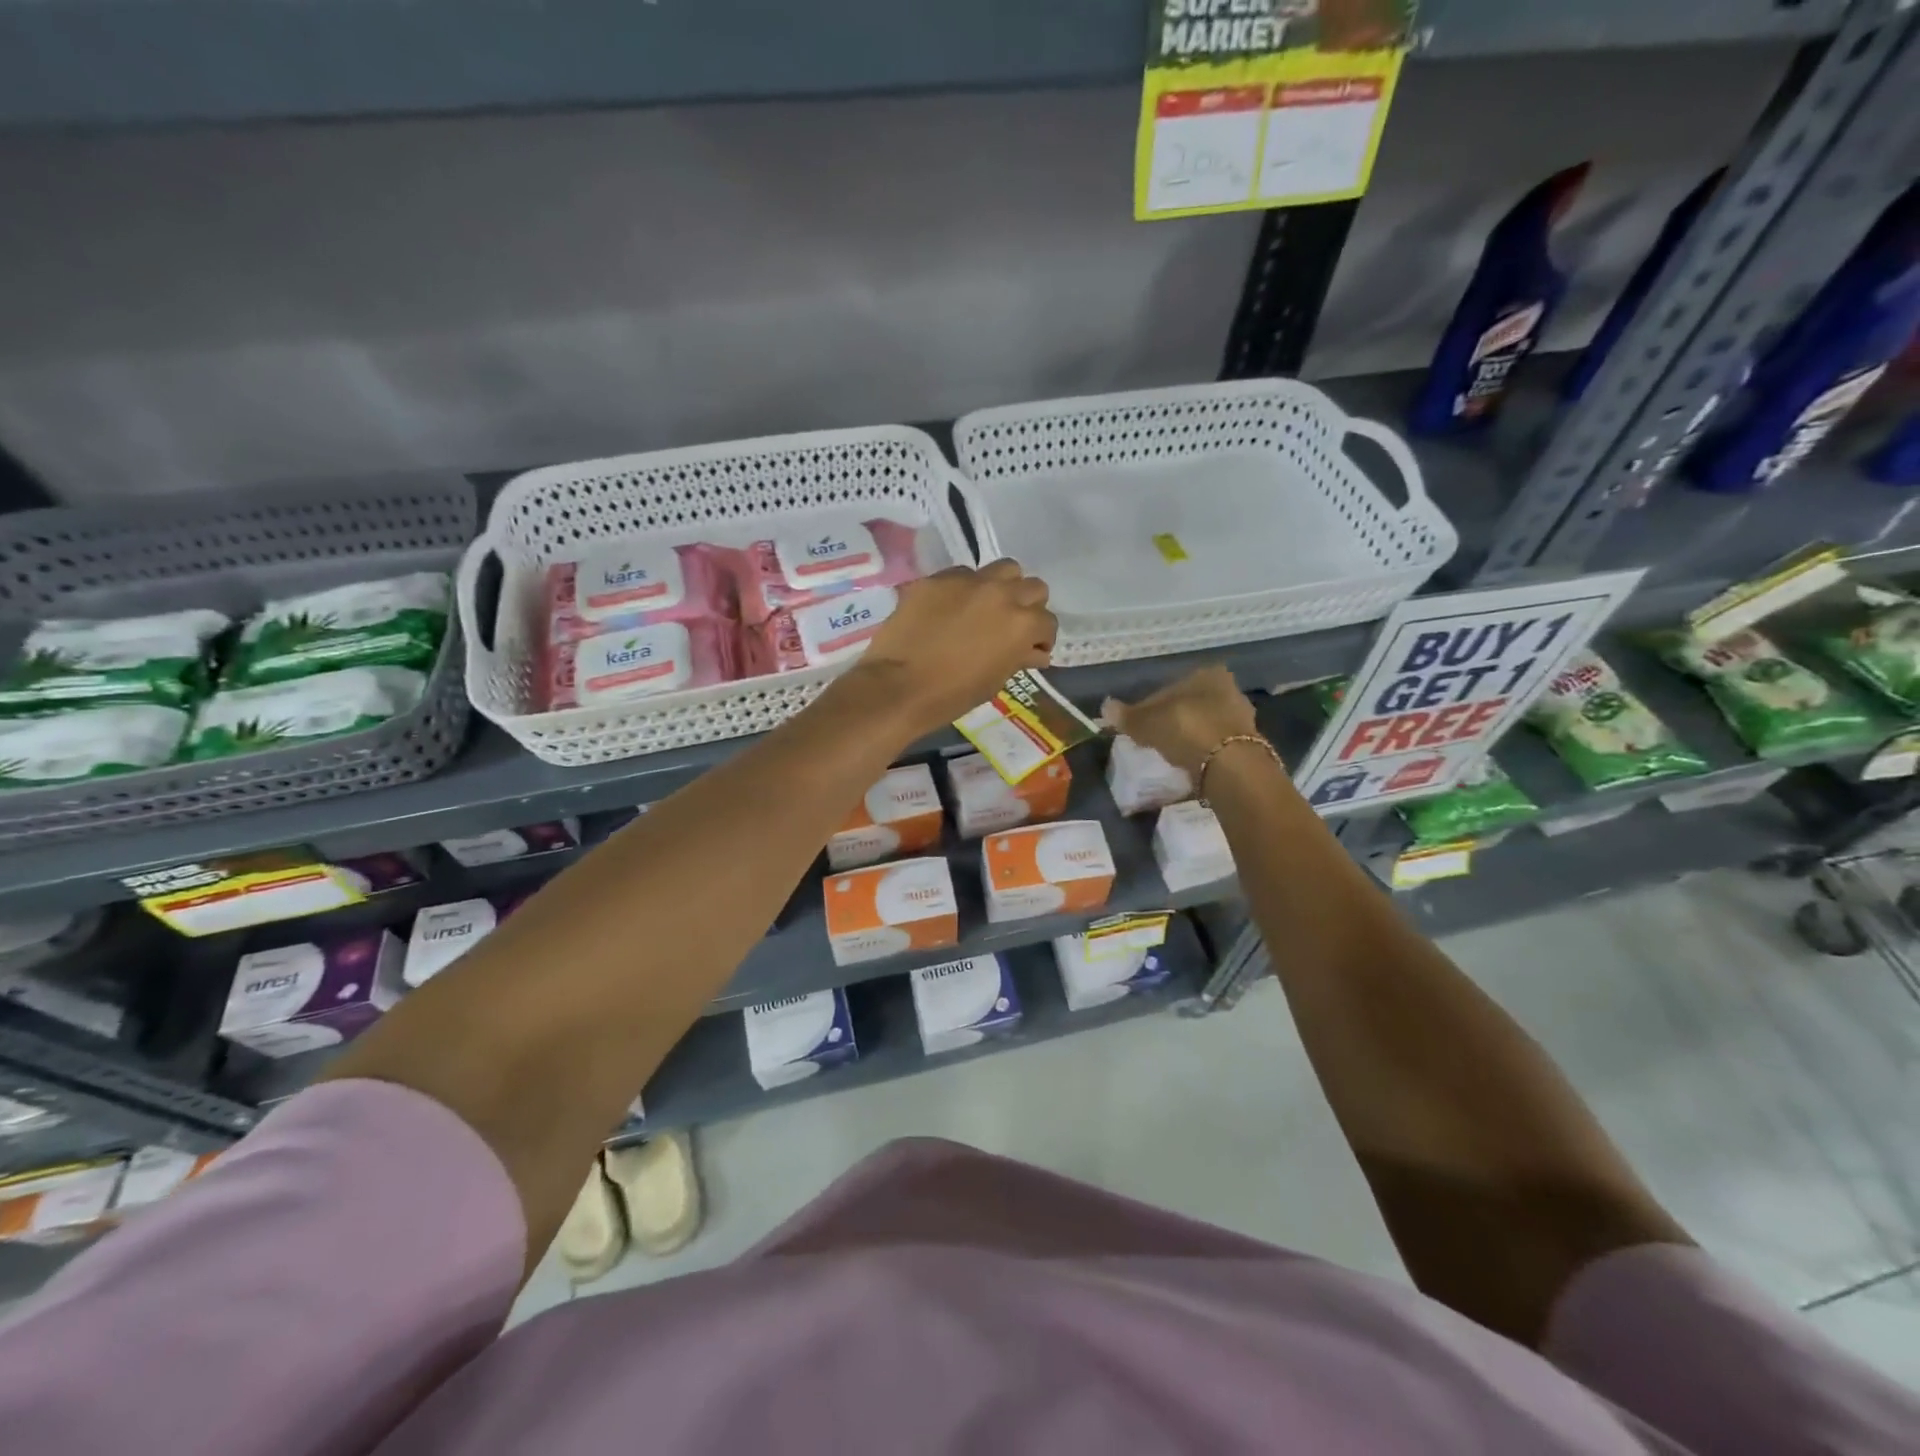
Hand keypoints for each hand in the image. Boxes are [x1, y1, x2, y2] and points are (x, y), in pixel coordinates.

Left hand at [848, 560, 1055, 735]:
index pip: (1047, 621)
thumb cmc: (953, 694)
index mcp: (1022, 624)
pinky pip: (962, 574)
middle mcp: (1001, 593)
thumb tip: (1034, 652)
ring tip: (988, 607)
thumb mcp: (995, 680)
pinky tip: (950, 609)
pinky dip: (965, 589)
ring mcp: (968, 581)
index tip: (1031, 649)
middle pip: (1032, 587)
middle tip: (1012, 625)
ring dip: (1003, 586)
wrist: (899, 687)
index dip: (1041, 638)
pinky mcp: (937, 579)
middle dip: (1028, 606)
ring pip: (1003, 569)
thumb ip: (1018, 658)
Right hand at [1102, 666, 1259, 777]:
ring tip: (1169, 753)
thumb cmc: (1186, 729)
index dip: (1149, 706)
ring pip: (1204, 723)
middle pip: (1189, 704)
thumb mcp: (1147, 722)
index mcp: (1207, 674)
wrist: (1229, 765)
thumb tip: (1106, 707)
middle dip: (1172, 719)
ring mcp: (1242, 717)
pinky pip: (1215, 744)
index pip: (1169, 688)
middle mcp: (1229, 689)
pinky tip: (1188, 763)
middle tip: (1152, 738)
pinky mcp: (1248, 745)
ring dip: (1188, 736)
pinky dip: (1201, 751)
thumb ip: (1127, 716)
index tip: (1137, 724)